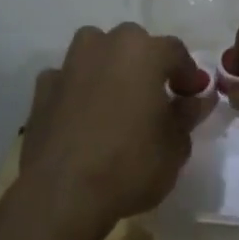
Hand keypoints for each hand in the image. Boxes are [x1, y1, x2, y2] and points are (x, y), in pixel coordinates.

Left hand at [18, 23, 213, 228]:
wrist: (62, 195)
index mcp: (142, 52)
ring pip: (94, 51)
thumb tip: (197, 99)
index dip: (188, 74)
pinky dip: (78, 89)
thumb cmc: (131, 165)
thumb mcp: (176, 145)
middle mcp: (103, 47)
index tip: (194, 96)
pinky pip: (67, 79)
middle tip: (156, 97)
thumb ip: (187, 115)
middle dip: (147, 64)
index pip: (175, 51)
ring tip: (118, 99)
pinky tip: (83, 116)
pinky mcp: (41, 92)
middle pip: (132, 43)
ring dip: (108, 66)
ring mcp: (68, 67)